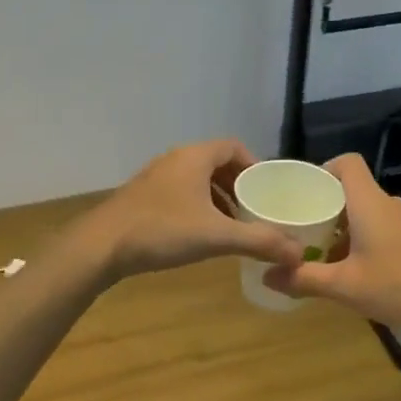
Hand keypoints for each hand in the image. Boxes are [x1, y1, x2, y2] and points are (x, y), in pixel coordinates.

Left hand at [83, 139, 303, 280]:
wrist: (100, 246)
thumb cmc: (162, 231)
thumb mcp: (217, 237)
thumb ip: (260, 242)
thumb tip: (299, 254)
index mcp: (194, 157)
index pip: (234, 146)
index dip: (254, 165)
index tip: (268, 190)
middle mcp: (174, 160)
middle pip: (215, 163)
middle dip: (238, 185)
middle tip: (254, 210)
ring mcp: (154, 178)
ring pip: (195, 180)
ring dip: (217, 198)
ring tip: (231, 225)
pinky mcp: (141, 198)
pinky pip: (179, 194)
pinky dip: (196, 207)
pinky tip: (199, 235)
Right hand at [263, 154, 400, 331]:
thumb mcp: (346, 287)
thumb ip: (305, 280)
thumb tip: (267, 275)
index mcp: (369, 202)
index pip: (346, 163)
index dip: (322, 170)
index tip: (301, 193)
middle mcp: (389, 204)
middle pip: (352, 191)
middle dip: (325, 207)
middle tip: (300, 230)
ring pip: (367, 213)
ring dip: (344, 229)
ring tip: (322, 256)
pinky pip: (383, 229)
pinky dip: (364, 241)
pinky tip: (357, 272)